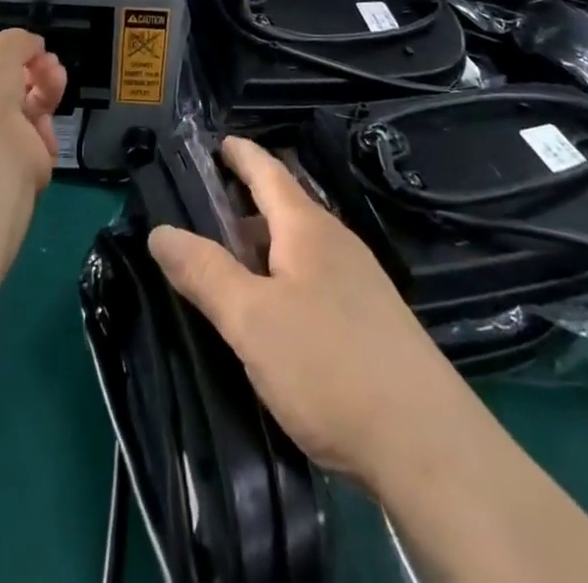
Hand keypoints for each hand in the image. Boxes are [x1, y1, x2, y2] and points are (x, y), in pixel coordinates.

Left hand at [0, 31, 67, 185]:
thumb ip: (18, 42)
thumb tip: (34, 47)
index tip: (25, 52)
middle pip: (2, 93)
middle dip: (31, 73)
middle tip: (50, 64)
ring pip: (23, 116)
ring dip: (44, 93)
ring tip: (56, 79)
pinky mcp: (12, 173)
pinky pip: (34, 144)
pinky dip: (45, 132)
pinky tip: (47, 121)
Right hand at [148, 136, 469, 491]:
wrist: (428, 446)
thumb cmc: (330, 366)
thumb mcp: (252, 320)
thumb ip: (204, 273)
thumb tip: (159, 232)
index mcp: (307, 228)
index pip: (268, 172)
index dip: (241, 154)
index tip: (217, 142)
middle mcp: (337, 243)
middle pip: (285, 208)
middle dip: (246, 203)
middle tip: (205, 210)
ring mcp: (360, 282)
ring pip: (300, 247)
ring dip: (264, 246)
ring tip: (230, 262)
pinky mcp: (372, 321)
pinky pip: (316, 279)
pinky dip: (285, 277)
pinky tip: (274, 312)